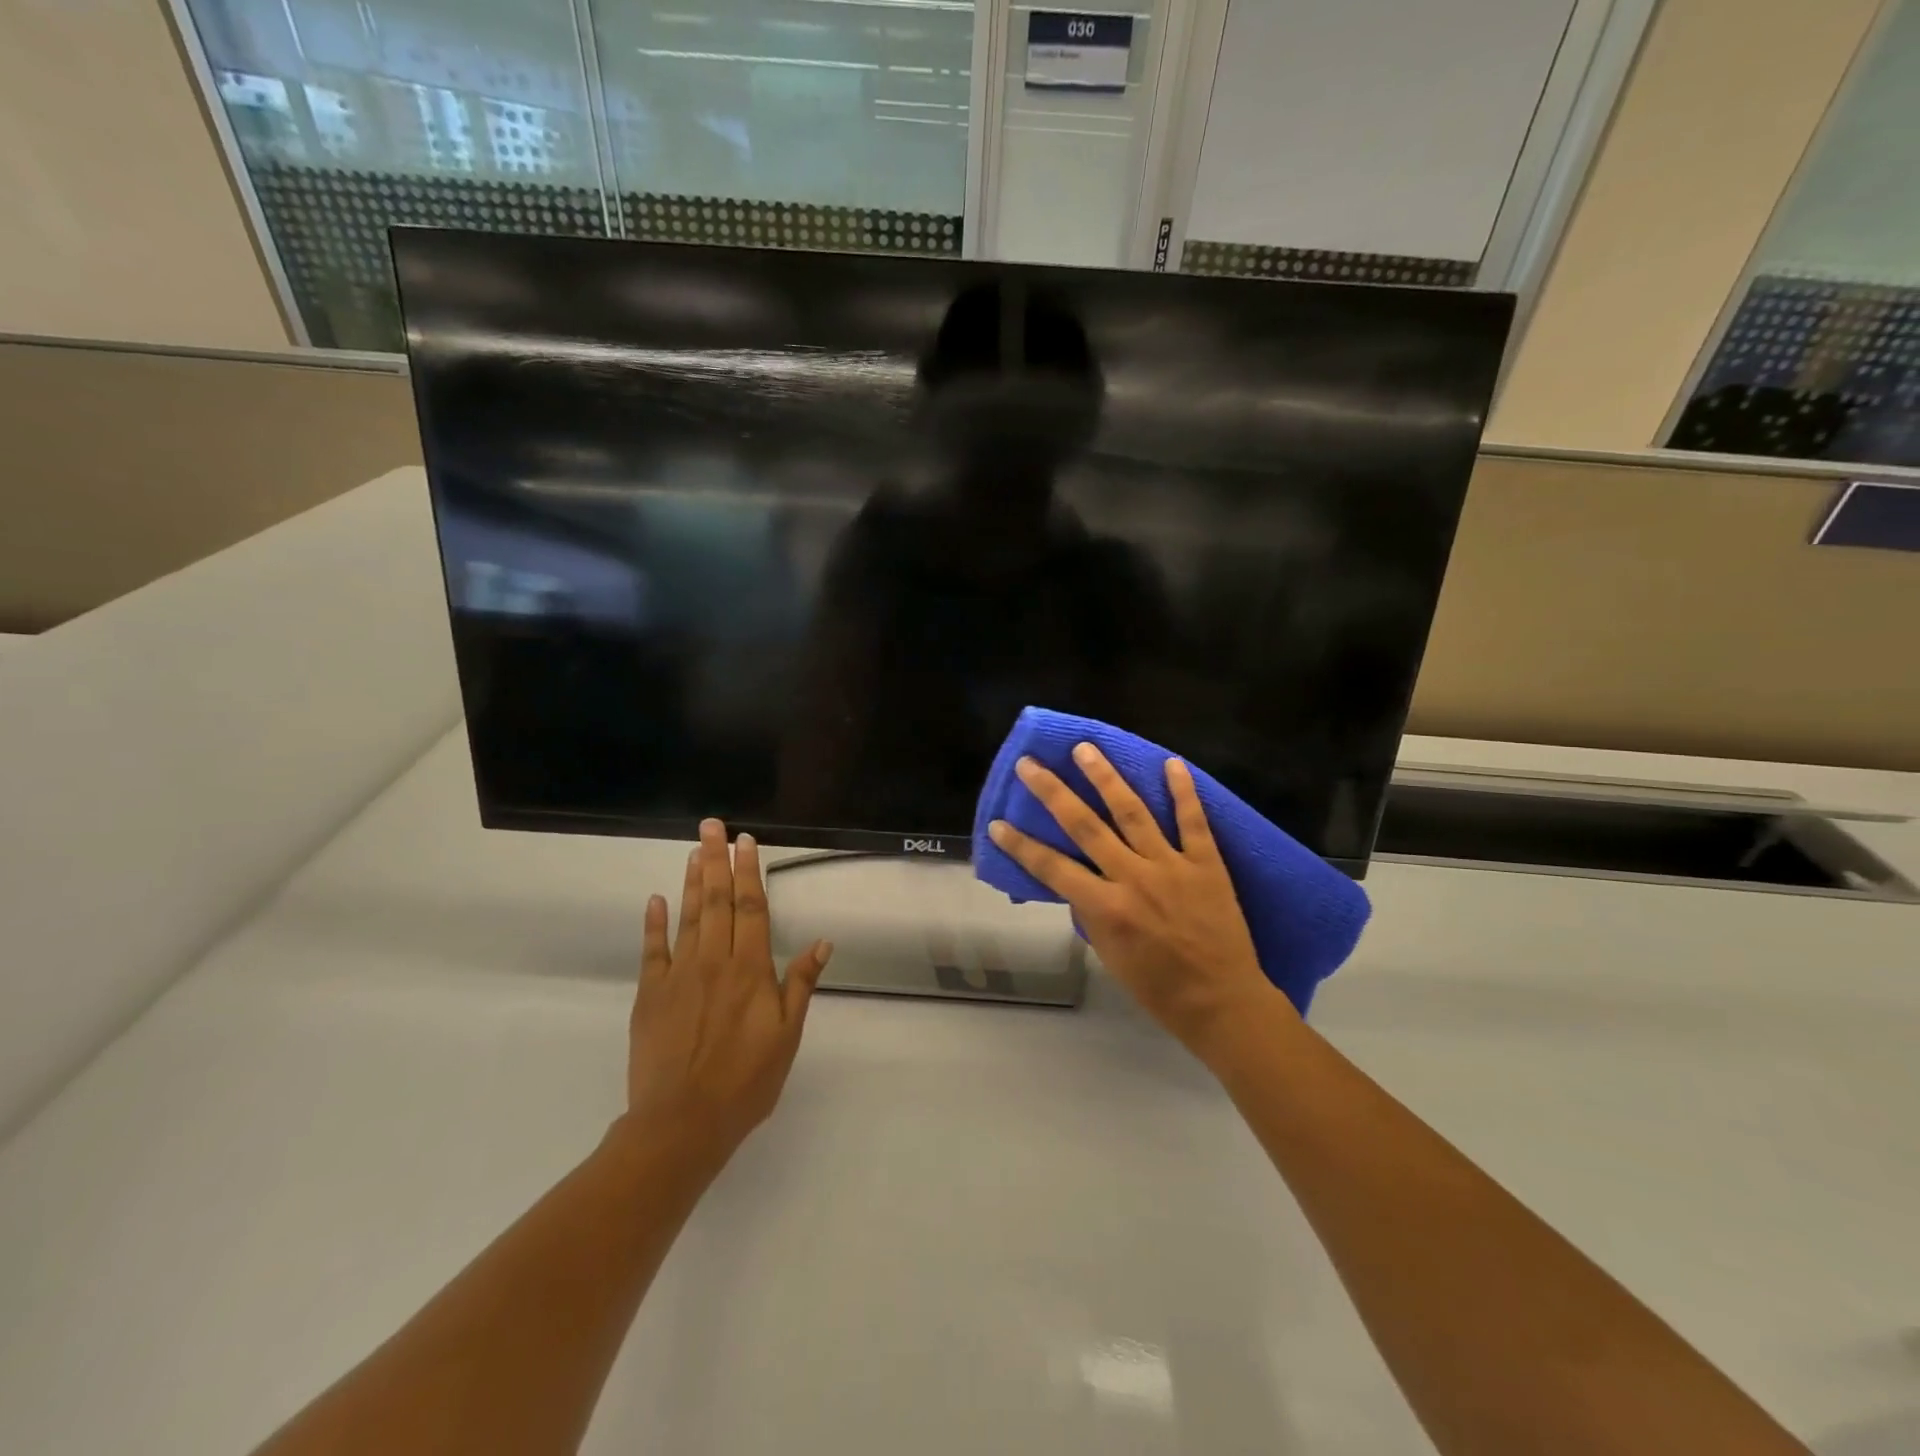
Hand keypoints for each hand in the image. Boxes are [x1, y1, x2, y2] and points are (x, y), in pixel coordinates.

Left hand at [624, 818, 832, 1165]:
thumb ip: (801, 984)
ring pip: (689, 916)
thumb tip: (823, 941)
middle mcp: (714, 961)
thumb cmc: (746, 1081)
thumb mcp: (787, 1035)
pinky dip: (655, 922)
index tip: (746, 841)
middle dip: (717, 860)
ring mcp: (678, 975)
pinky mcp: (650, 994)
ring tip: (695, 849)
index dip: (750, 872)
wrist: (682, 1123)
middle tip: (713, 826)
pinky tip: (656, 899)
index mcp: (750, 969)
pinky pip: (653, 950)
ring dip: (693, 880)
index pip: (752, 908)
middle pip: (718, 901)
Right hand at [987, 745, 1287, 1059]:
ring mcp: (1171, 866)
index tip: (998, 823)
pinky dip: (1182, 791)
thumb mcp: (1109, 955)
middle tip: (1030, 764)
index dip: (1021, 845)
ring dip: (1105, 778)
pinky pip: (1193, 821)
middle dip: (1053, 792)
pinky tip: (1171, 763)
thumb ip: (1092, 913)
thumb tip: (1078, 882)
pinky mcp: (1206, 863)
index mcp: (1106, 907)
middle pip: (1085, 826)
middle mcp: (1133, 878)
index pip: (1052, 868)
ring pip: (1132, 812)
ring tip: (1085, 749)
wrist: (1222, 1001)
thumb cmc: (1159, 987)